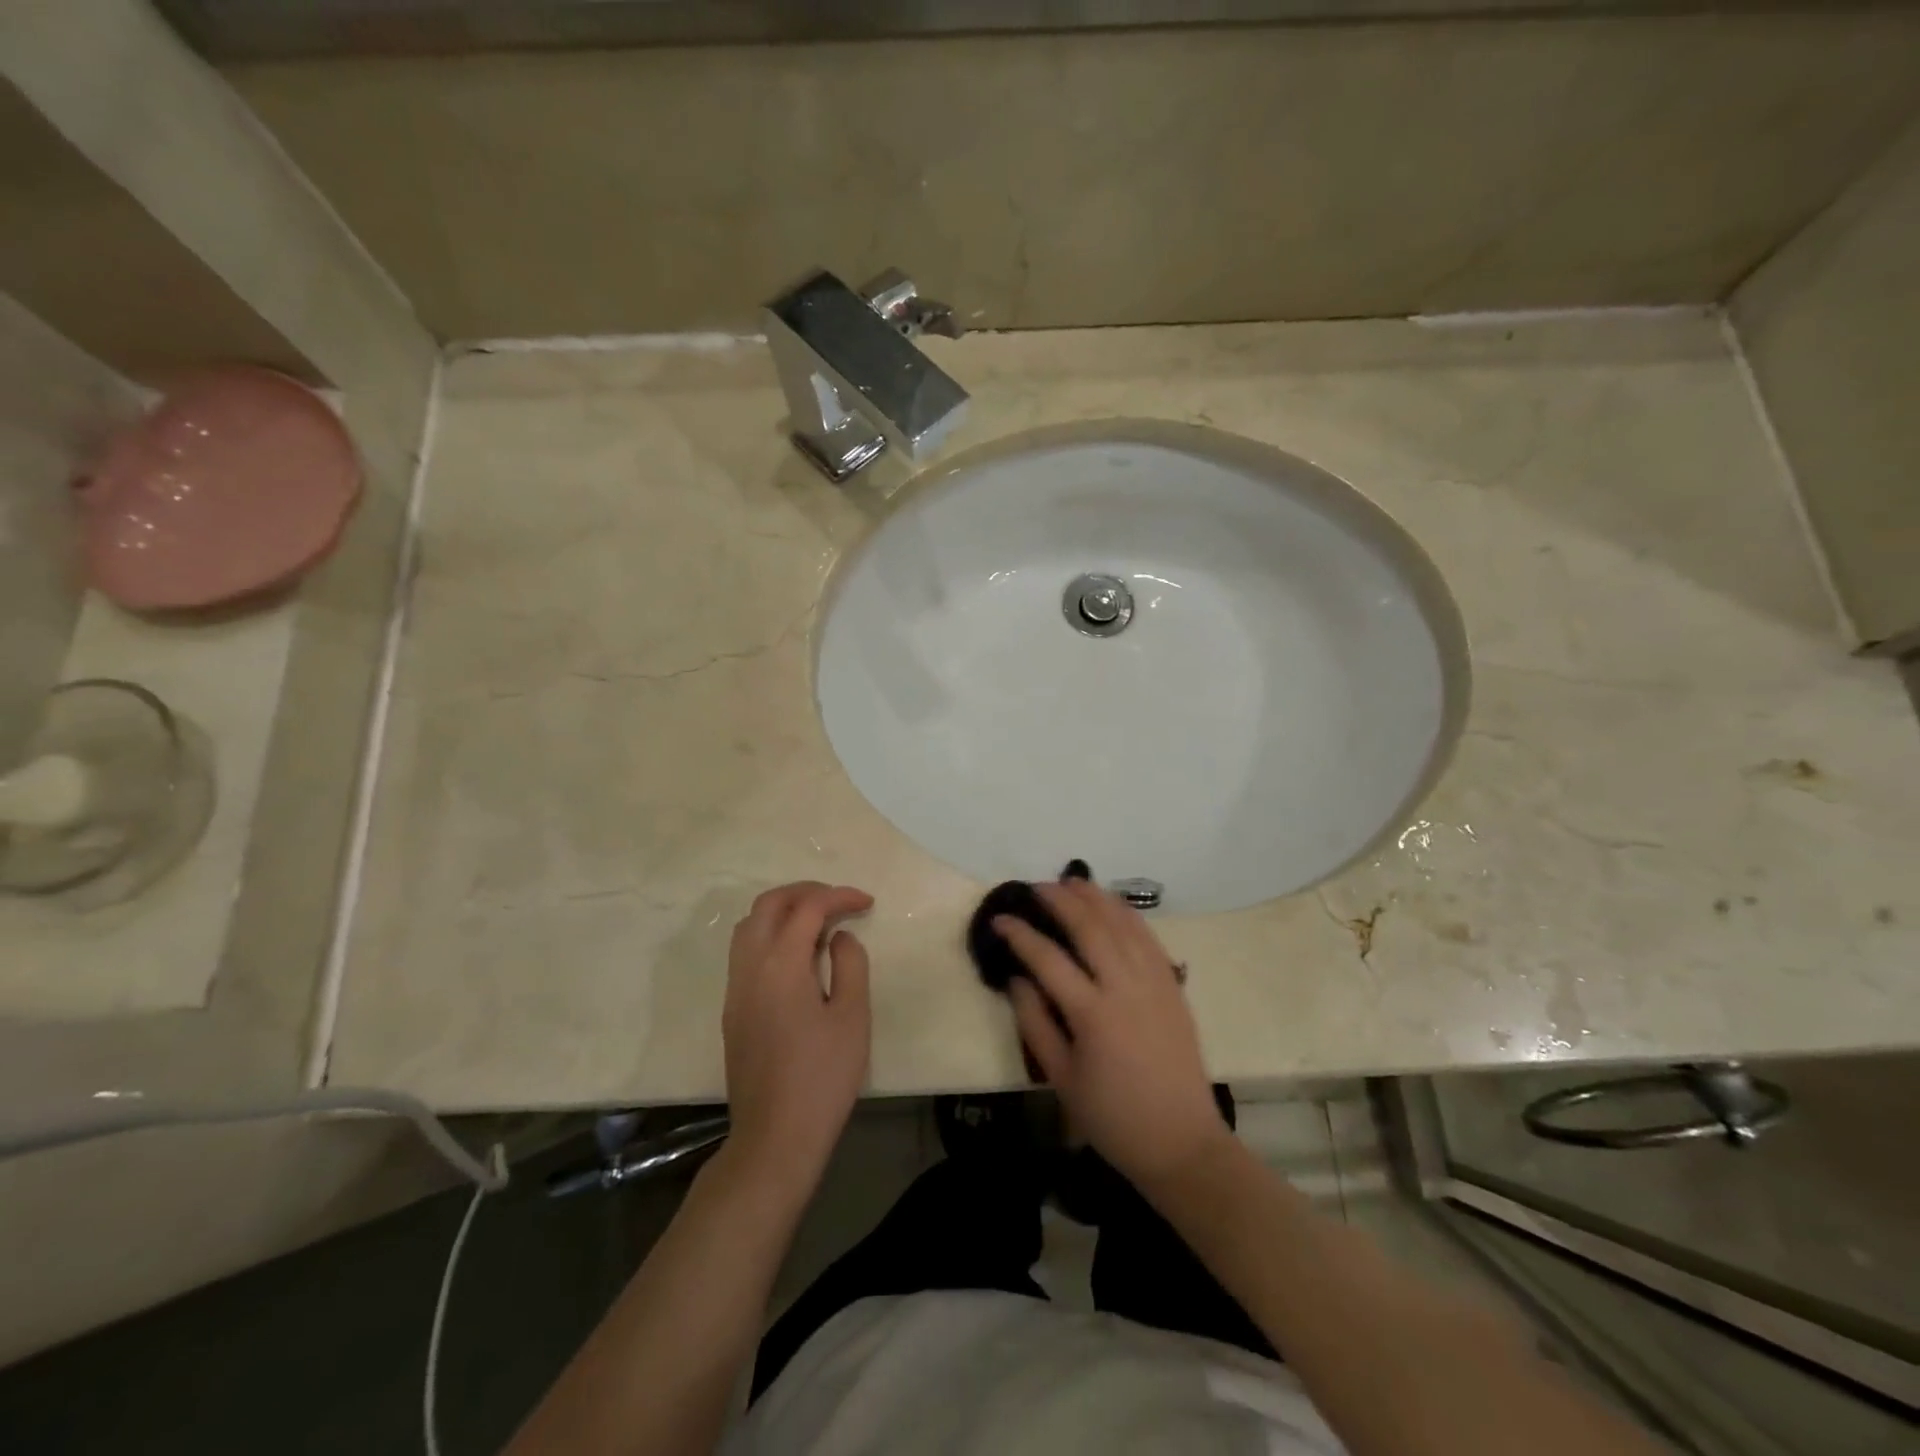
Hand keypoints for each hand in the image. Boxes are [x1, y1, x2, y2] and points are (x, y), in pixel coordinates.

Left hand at [723, 881, 873, 1190]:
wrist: (775, 1136)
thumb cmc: (822, 1076)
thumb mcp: (853, 1017)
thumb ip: (850, 964)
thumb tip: (838, 937)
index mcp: (781, 964)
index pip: (808, 908)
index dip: (839, 896)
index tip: (867, 903)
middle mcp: (750, 966)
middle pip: (769, 904)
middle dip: (806, 892)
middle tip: (840, 902)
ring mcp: (736, 988)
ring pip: (750, 925)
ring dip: (784, 911)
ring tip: (819, 923)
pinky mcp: (733, 1009)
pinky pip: (745, 950)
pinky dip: (771, 934)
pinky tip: (798, 956)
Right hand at [994, 879, 1232, 1190]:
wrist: (1181, 1141)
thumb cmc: (1112, 1118)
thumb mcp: (1060, 1078)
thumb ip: (1035, 1023)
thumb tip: (1016, 978)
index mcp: (1093, 1015)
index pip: (1047, 959)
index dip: (1020, 934)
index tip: (1000, 918)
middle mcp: (1125, 987)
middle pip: (1089, 927)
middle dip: (1059, 900)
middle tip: (1035, 886)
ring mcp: (1154, 982)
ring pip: (1122, 923)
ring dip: (1095, 897)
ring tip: (1071, 881)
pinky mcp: (1173, 985)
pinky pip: (1148, 937)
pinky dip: (1127, 914)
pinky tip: (1112, 904)